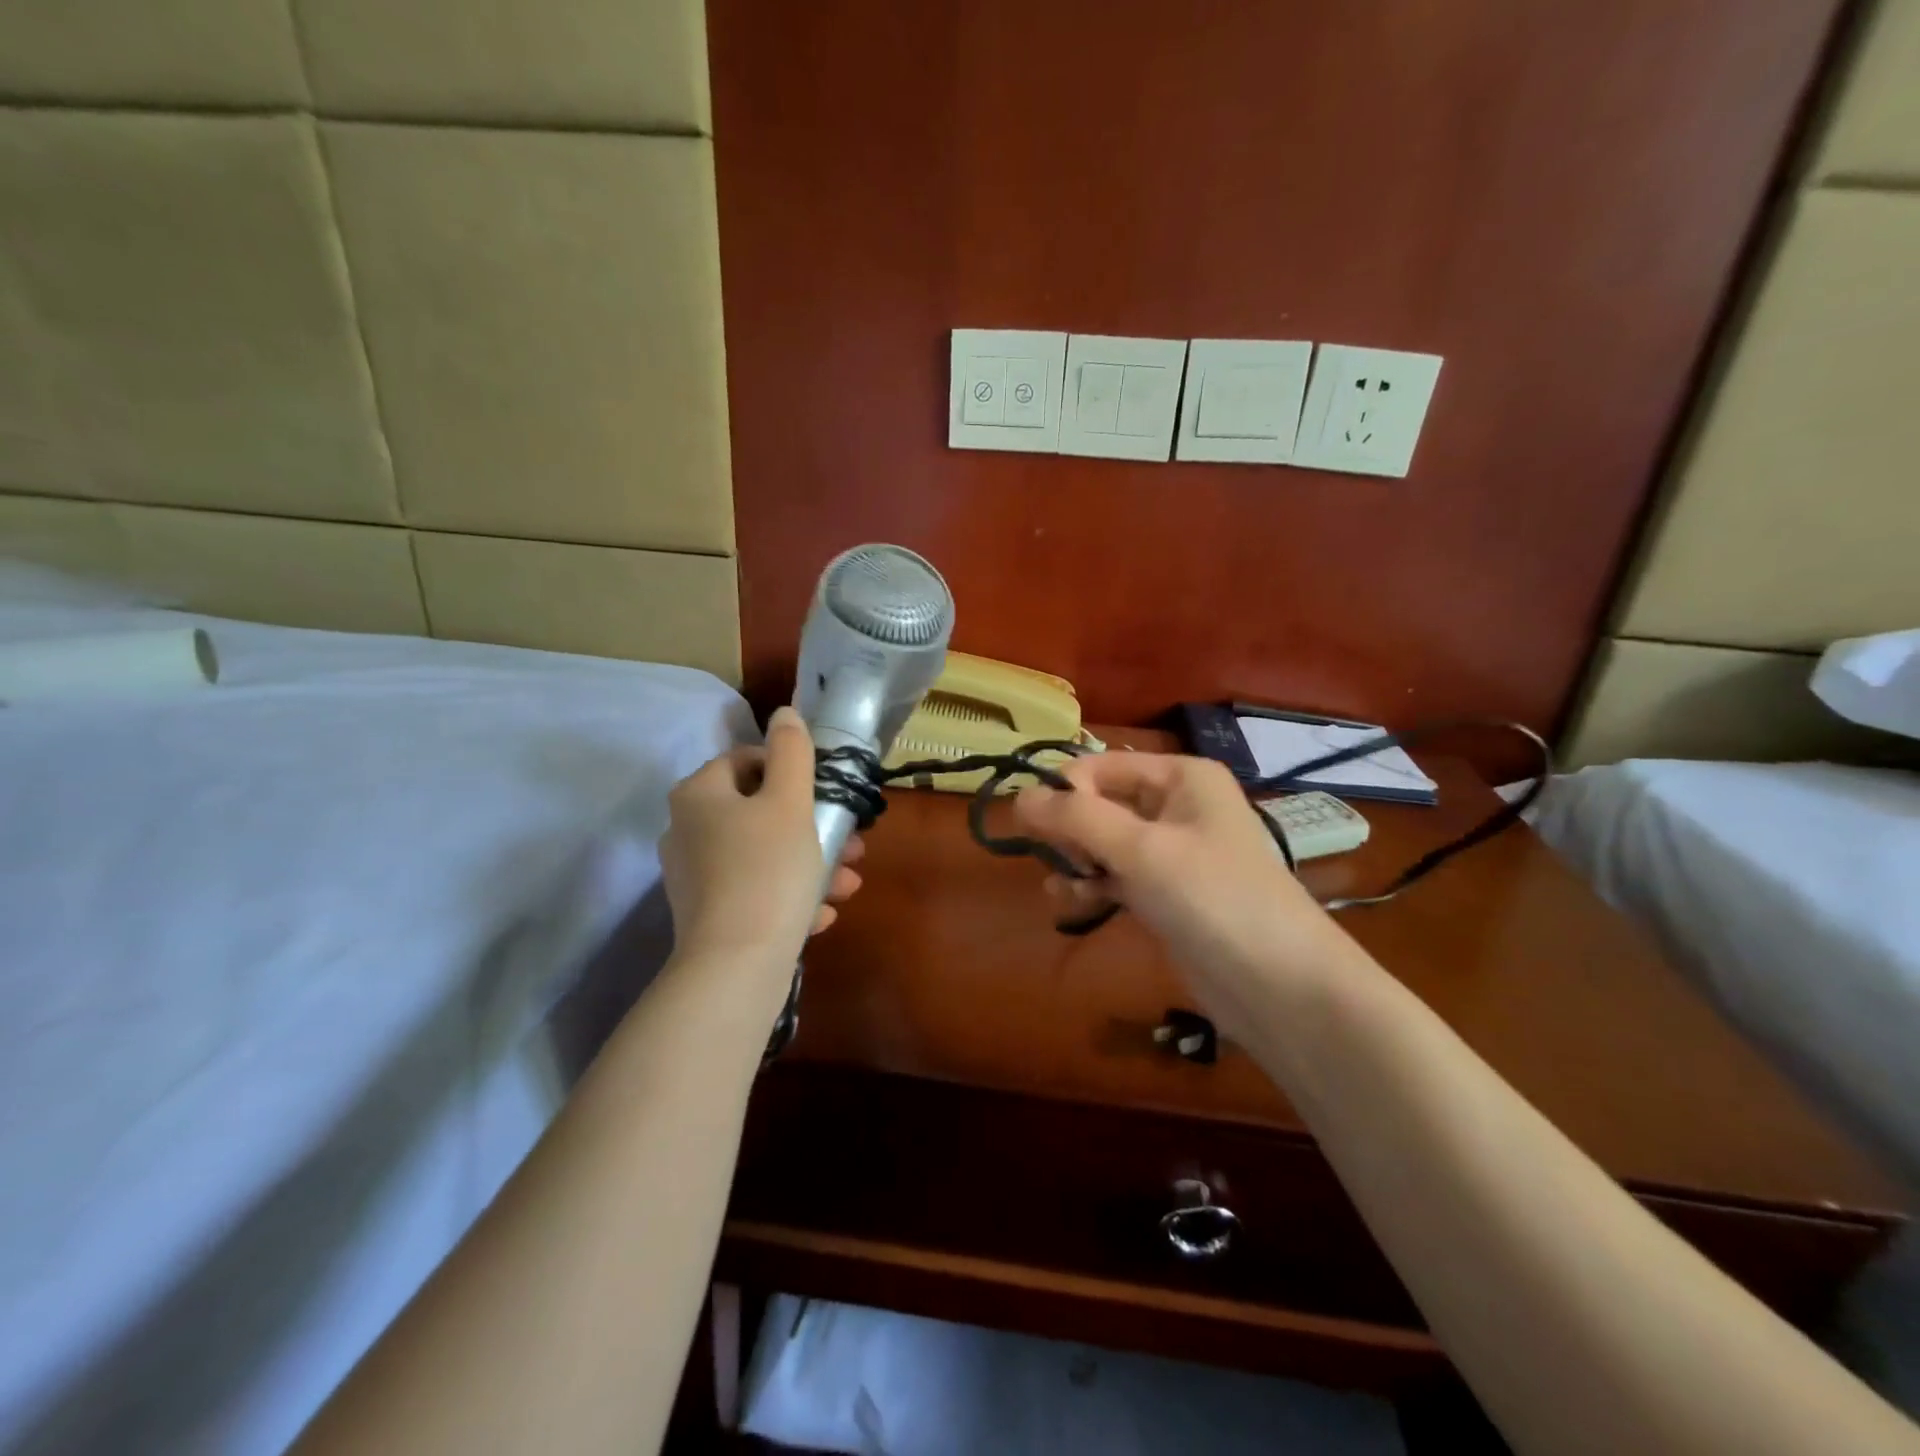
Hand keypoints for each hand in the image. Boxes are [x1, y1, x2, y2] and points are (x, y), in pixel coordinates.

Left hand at [661, 706, 861, 980]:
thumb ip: (792, 751)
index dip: (792, 772)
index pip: (747, 761)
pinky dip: (788, 895)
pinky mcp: (707, 914)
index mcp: (699, 794)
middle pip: (760, 812)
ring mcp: (694, 876)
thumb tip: (785, 713)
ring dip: (810, 863)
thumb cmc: (768, 869)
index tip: (825, 796)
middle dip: (813, 828)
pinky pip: (754, 890)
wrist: (736, 966)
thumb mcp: (790, 801)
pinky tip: (821, 914)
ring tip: (847, 885)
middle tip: (852, 845)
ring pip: (763, 855)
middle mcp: (686, 830)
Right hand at [1015, 753, 1344, 1032]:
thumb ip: (1076, 819)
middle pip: (1099, 803)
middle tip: (1062, 864)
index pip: (1101, 767)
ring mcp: (1171, 852)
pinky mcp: (1165, 894)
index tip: (1038, 829)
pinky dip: (1091, 886)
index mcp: (1180, 777)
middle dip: (1070, 831)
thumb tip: (1019, 797)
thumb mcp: (1141, 850)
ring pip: (1102, 842)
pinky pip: (1115, 875)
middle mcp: (1176, 806)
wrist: (1281, 987)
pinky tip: (1072, 904)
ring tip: (1064, 890)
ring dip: (1075, 862)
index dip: (1065, 792)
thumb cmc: (1214, 898)